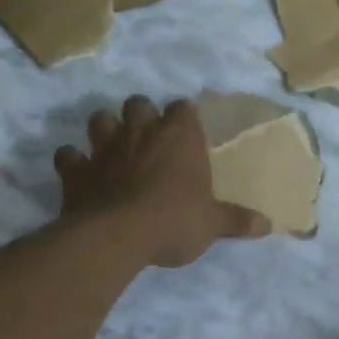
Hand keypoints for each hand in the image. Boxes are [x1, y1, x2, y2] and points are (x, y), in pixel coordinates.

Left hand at [54, 96, 269, 267]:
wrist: (118, 235)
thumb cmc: (175, 220)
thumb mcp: (213, 223)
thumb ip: (238, 220)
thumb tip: (270, 225)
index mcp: (180, 136)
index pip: (183, 108)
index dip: (184, 117)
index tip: (187, 130)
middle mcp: (142, 132)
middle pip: (139, 103)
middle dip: (141, 114)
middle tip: (148, 136)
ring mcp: (105, 147)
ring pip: (100, 119)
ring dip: (105, 129)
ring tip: (112, 146)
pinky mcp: (76, 170)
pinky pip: (67, 156)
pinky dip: (72, 161)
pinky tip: (78, 171)